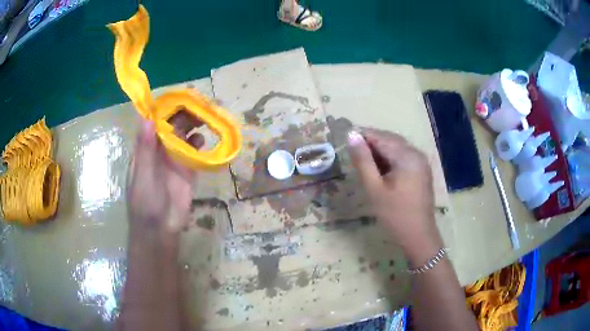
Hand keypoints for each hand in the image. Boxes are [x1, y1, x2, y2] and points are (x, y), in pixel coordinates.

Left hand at [127, 113, 203, 233]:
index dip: (164, 108)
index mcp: (146, 147)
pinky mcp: (188, 169)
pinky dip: (199, 143)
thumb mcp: (142, 176)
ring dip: (193, 124)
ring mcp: (174, 158)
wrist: (161, 229)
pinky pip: (194, 151)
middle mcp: (160, 149)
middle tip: (198, 104)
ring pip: (184, 134)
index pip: (154, 121)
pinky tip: (203, 140)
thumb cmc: (145, 203)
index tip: (177, 97)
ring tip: (204, 116)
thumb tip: (146, 118)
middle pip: (172, 124)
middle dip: (183, 113)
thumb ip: (145, 149)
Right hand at [347, 128, 442, 262]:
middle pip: (390, 140)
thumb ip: (363, 160)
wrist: (418, 236)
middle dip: (371, 143)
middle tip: (352, 154)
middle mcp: (416, 153)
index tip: (344, 141)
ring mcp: (421, 162)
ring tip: (363, 162)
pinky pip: (403, 157)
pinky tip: (379, 169)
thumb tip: (352, 135)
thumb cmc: (395, 214)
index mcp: (407, 156)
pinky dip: (389, 159)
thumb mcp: (374, 188)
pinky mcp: (421, 171)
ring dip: (379, 151)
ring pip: (396, 148)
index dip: (362, 136)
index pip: (381, 137)